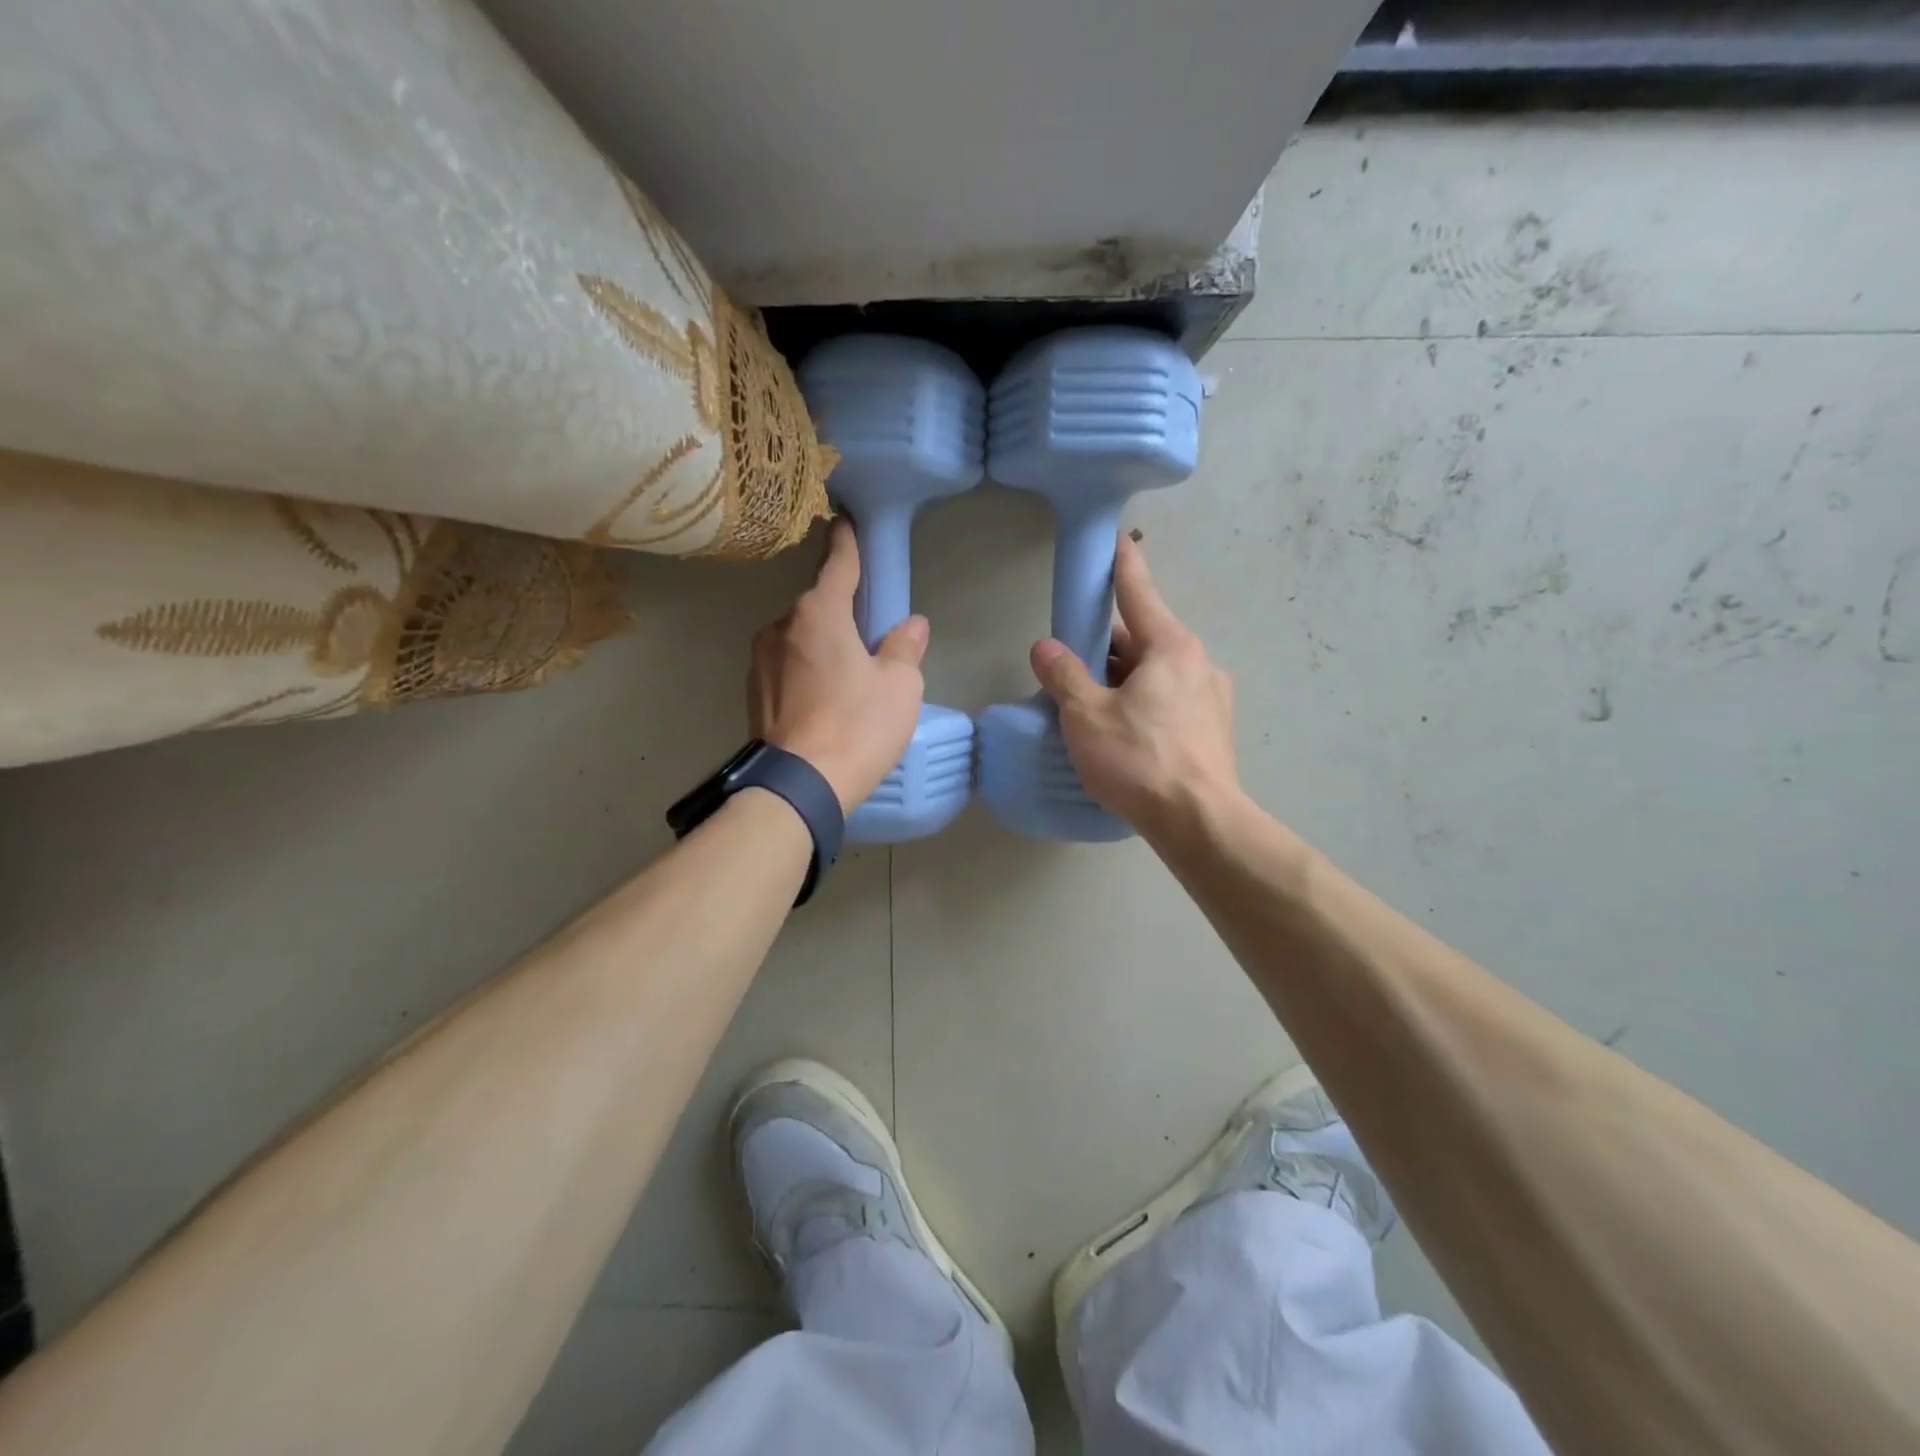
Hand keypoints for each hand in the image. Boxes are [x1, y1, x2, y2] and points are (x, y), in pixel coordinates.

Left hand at [749, 518, 928, 811]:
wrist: (799, 786)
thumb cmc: (858, 726)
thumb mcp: (900, 686)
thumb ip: (905, 647)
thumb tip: (911, 625)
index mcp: (819, 613)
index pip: (838, 564)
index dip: (847, 542)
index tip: (845, 520)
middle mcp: (781, 626)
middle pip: (818, 606)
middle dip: (841, 613)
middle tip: (868, 637)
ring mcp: (760, 660)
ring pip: (800, 639)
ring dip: (822, 646)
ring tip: (846, 681)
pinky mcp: (752, 692)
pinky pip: (787, 667)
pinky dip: (805, 672)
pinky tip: (823, 702)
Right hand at [1028, 533, 1237, 837]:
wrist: (1200, 822)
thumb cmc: (1140, 760)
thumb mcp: (1087, 716)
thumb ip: (1064, 675)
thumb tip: (1044, 647)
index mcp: (1169, 646)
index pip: (1137, 590)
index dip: (1120, 562)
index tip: (1114, 536)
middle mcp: (1197, 662)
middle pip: (1141, 639)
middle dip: (1104, 646)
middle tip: (1068, 662)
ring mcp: (1211, 697)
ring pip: (1154, 673)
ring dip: (1121, 679)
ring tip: (1087, 706)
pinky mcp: (1212, 729)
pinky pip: (1169, 701)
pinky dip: (1141, 703)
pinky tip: (1121, 733)